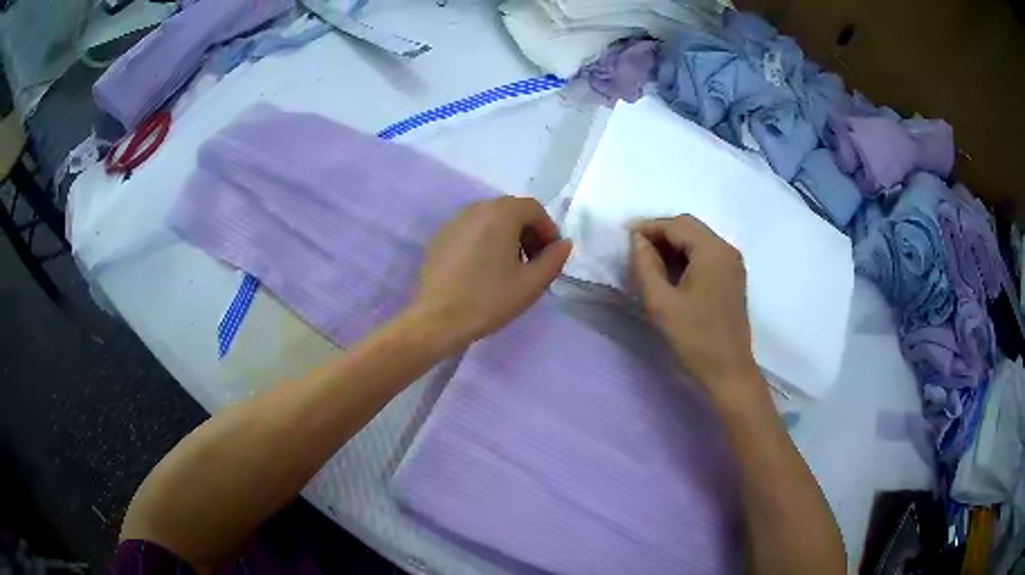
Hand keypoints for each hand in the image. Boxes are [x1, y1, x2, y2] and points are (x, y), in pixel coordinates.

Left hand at [408, 196, 571, 351]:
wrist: (437, 320)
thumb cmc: (489, 300)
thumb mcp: (531, 283)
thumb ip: (554, 259)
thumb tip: (563, 244)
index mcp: (500, 214)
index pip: (534, 208)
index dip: (548, 230)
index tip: (550, 256)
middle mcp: (475, 209)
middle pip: (511, 210)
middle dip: (528, 232)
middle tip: (532, 262)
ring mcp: (454, 222)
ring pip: (490, 219)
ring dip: (507, 236)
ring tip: (509, 267)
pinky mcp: (440, 238)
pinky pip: (471, 230)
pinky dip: (484, 241)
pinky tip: (482, 270)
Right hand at [630, 215, 760, 398]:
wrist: (728, 372)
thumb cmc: (694, 338)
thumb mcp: (660, 302)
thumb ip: (644, 265)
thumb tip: (637, 239)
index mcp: (712, 251)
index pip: (675, 225)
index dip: (647, 227)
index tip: (623, 238)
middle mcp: (726, 250)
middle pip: (688, 228)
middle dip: (660, 233)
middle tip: (634, 250)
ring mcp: (732, 264)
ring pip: (697, 240)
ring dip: (672, 245)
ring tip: (648, 262)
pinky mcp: (732, 278)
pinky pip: (706, 255)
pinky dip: (686, 257)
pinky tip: (670, 274)